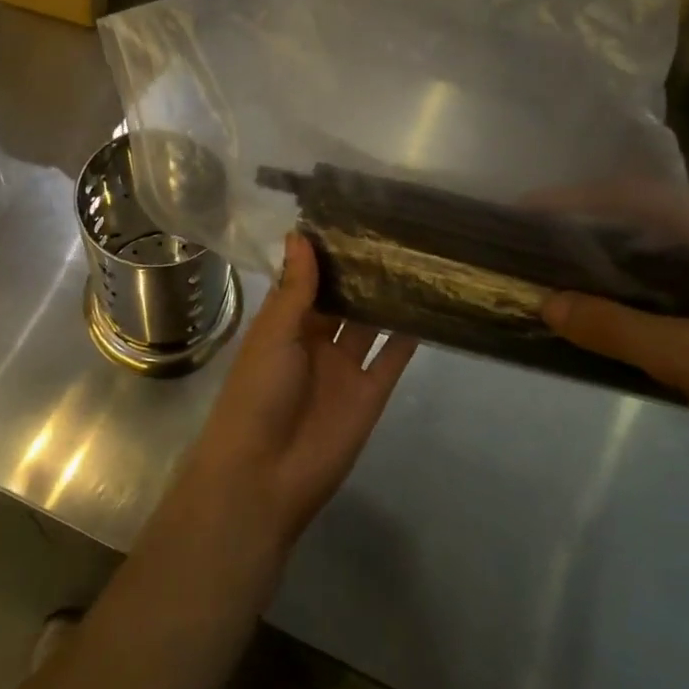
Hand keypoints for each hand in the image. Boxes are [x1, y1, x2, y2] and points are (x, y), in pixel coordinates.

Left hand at [179, 233, 417, 551]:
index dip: (325, 253)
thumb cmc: (258, 392)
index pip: (307, 280)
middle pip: (342, 300)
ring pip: (370, 324)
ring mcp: (344, 367)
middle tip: (394, 229)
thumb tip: (300, 234)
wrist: (265, 474)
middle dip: (361, 271)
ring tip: (416, 258)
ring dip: (387, 298)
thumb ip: (295, 287)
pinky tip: (429, 305)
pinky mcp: (370, 393)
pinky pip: (392, 359)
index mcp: (284, 324)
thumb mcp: (274, 333)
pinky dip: (408, 336)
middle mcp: (315, 341)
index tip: (351, 214)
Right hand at [542, 190, 688, 485]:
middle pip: (653, 215)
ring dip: (621, 257)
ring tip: (568, 271)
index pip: (637, 195)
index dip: (575, 201)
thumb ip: (615, 329)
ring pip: (673, 247)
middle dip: (593, 227)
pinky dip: (650, 282)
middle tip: (540, 243)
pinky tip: (624, 305)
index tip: (525, 212)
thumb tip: (547, 303)